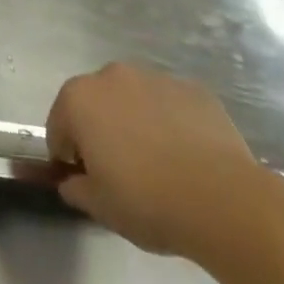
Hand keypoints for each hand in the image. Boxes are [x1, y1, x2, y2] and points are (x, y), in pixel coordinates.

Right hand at [45, 63, 279, 261]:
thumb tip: (72, 181)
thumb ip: (75, 188)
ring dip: (135, 121)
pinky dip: (170, 122)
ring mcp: (155, 78)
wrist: (224, 200)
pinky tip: (186, 155)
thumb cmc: (148, 201)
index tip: (85, 178)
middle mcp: (112, 76)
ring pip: (133, 99)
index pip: (59, 126)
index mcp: (79, 99)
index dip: (68, 154)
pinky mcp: (193, 89)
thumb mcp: (99, 206)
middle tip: (120, 170)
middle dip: (100, 130)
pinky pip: (170, 105)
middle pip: (95, 103)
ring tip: (158, 162)